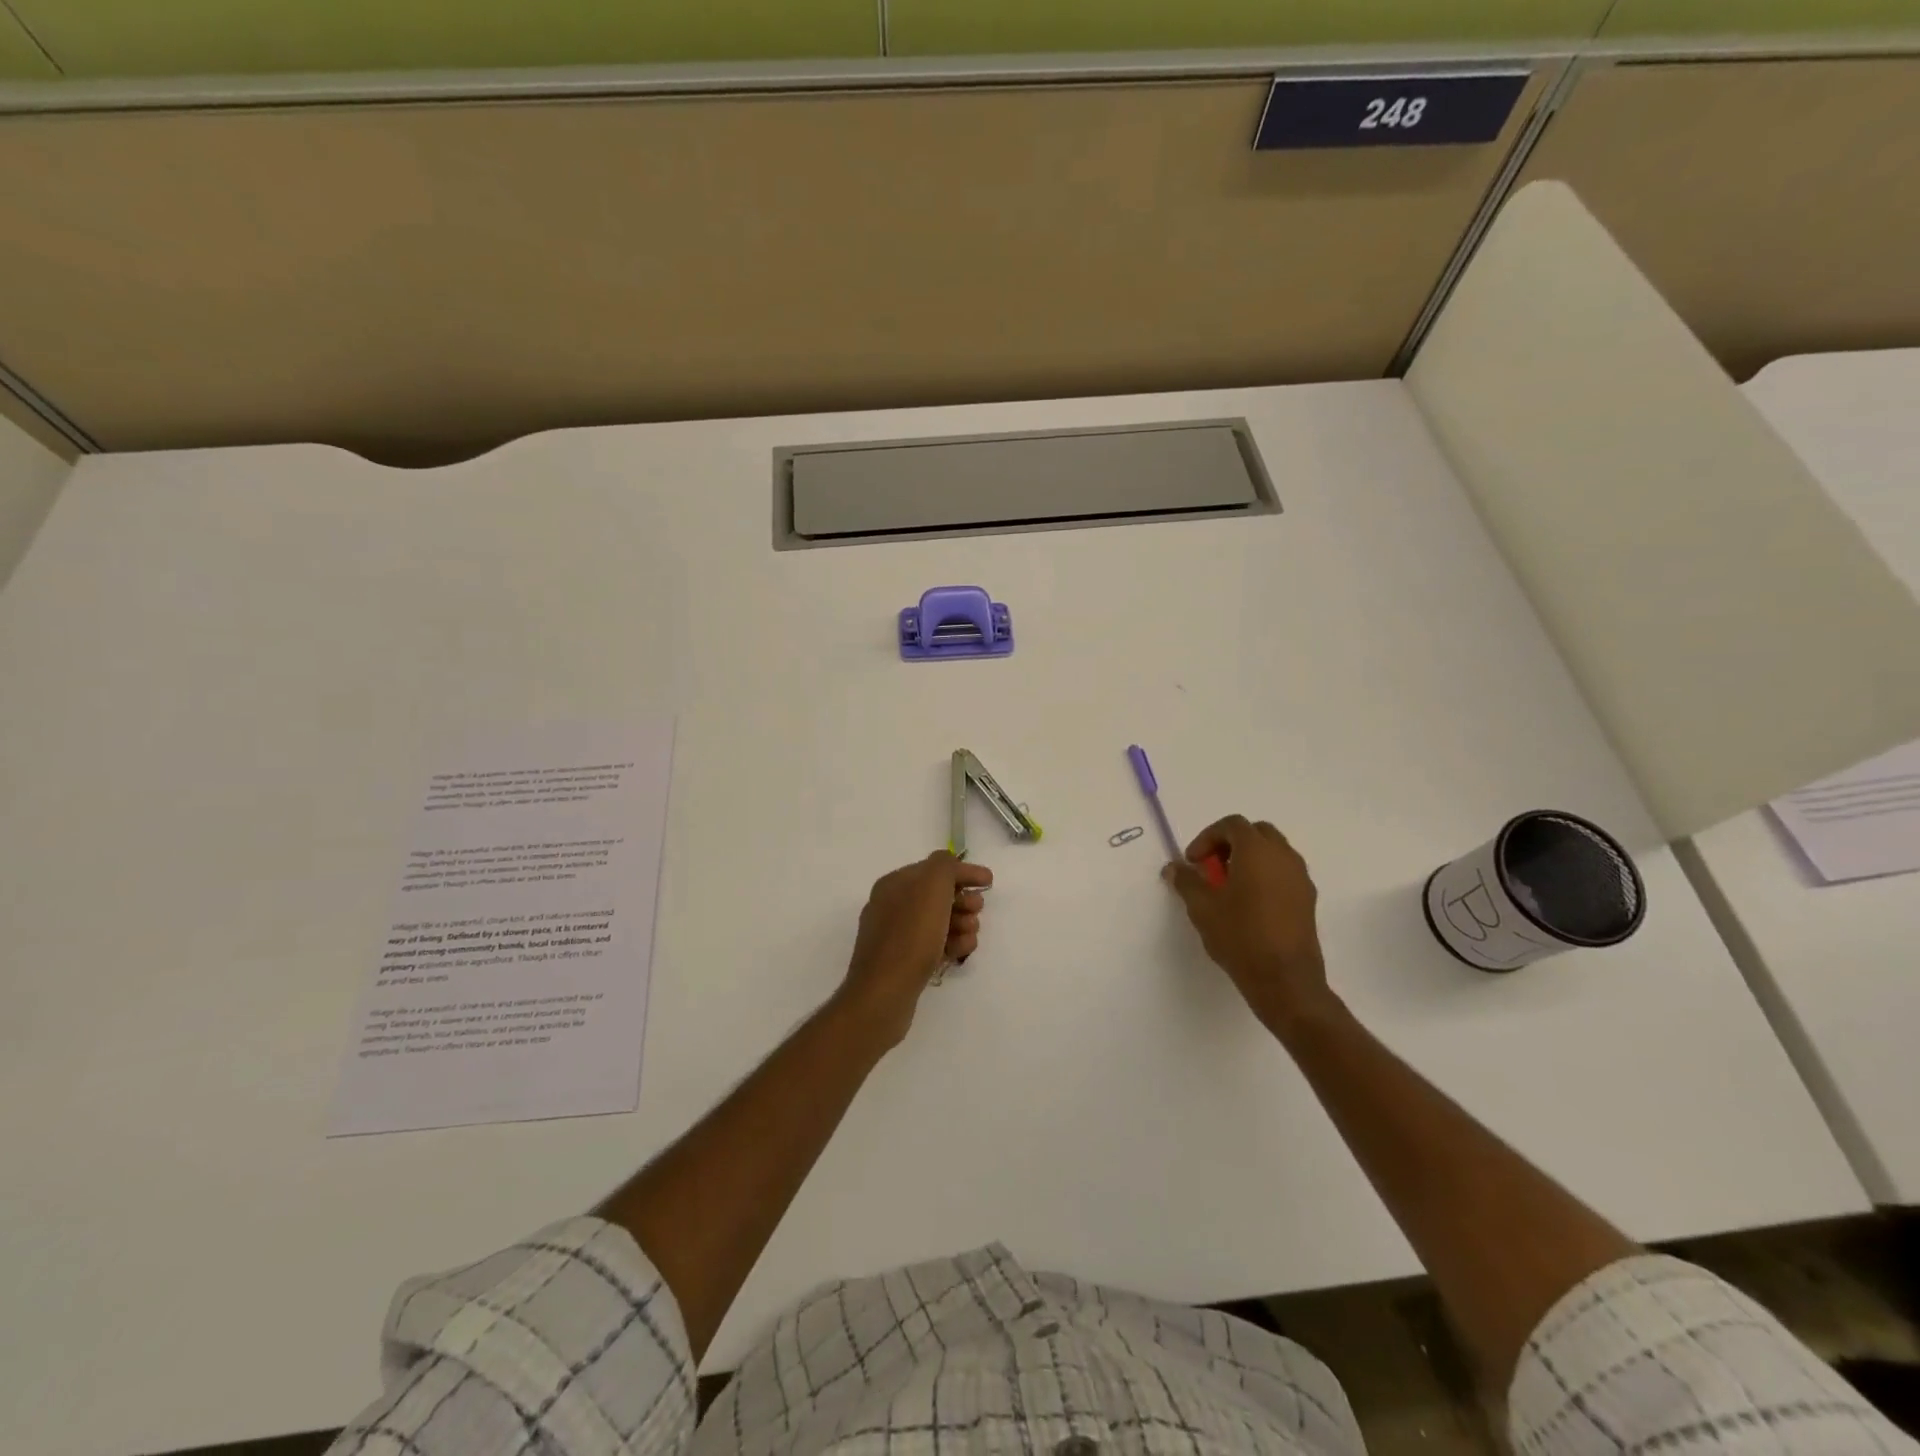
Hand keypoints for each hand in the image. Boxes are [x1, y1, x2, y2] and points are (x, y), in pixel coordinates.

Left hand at [837, 852, 992, 1046]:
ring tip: (970, 936)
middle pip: (937, 896)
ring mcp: (895, 936)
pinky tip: (960, 953)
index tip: (989, 883)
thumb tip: (951, 865)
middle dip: (963, 901)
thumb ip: (945, 866)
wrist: (884, 993)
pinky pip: (932, 945)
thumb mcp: (932, 887)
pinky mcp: (902, 962)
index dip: (964, 872)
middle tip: (976, 911)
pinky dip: (950, 945)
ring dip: (961, 924)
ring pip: (938, 922)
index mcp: (895, 883)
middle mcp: (891, 906)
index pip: (934, 868)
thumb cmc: (911, 935)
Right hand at [1163, 816, 1334, 1038]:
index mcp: (1257, 851)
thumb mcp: (1202, 907)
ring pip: (1274, 852)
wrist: (1285, 980)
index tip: (1194, 862)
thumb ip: (1186, 881)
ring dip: (1250, 859)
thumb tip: (1174, 868)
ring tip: (1229, 886)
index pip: (1232, 825)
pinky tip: (1250, 904)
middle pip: (1257, 833)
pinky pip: (1284, 872)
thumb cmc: (1240, 936)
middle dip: (1231, 843)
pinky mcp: (1308, 899)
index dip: (1208, 837)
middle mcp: (1284, 856)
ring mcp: (1300, 877)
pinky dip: (1265, 875)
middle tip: (1212, 867)